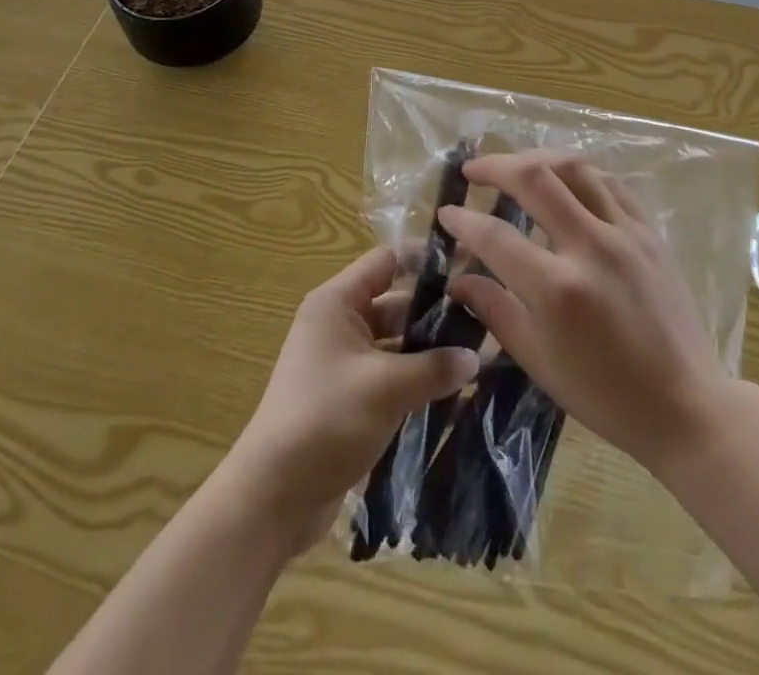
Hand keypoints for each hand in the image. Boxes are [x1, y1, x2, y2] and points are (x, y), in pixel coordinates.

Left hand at [220, 246, 479, 556]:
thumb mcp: (386, 388)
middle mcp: (339, 324)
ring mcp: (344, 362)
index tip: (470, 266)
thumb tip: (476, 357)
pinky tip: (456, 391)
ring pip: (397, 342)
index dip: (427, 260)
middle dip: (437, 311)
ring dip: (431, 350)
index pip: (388, 260)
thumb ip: (434, 368)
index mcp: (337, 303)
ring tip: (479, 354)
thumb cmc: (325, 421)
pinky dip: (418, 379)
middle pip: (396, 302)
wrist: (272, 499)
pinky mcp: (350, 397)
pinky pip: (391, 375)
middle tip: (485, 318)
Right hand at [440, 151, 733, 476]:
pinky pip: (610, 182)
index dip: (463, 220)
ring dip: (537, 159)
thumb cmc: (604, 395)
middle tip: (473, 170)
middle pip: (536, 178)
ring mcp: (626, 233)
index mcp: (558, 289)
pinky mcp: (650, 231)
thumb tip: (459, 278)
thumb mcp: (539, 361)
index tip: (446, 213)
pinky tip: (564, 181)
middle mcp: (591, 247)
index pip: (496, 236)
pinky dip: (579, 173)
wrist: (684, 404)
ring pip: (575, 168)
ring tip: (515, 167)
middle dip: (496, 166)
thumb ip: (496, 310)